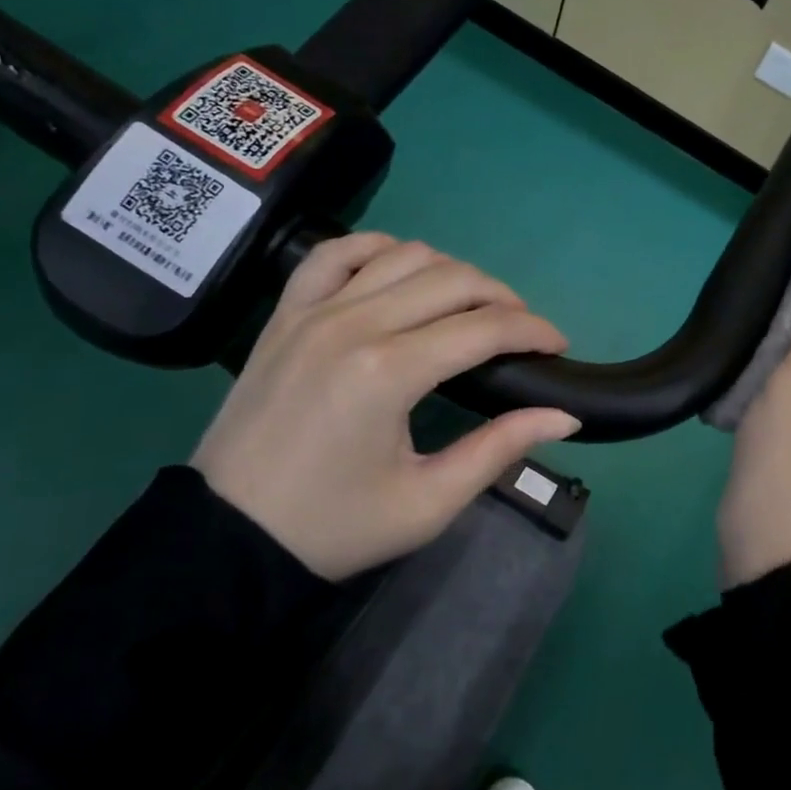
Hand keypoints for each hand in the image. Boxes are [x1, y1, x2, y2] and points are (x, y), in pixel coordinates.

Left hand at [192, 234, 579, 580]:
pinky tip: (401, 270)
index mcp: (390, 372)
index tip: (559, 346)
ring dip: (452, 273)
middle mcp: (354, 324)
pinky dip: (378, 249)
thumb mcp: (428, 502)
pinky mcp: (285, 314)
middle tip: (522, 332)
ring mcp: (313, 311)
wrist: (226, 540)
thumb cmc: (334, 527)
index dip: (534, 331)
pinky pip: (336, 253)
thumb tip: (564, 414)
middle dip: (504, 299)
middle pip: (453, 280)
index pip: (485, 328)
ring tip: (471, 308)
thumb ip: (500, 449)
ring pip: (404, 255)